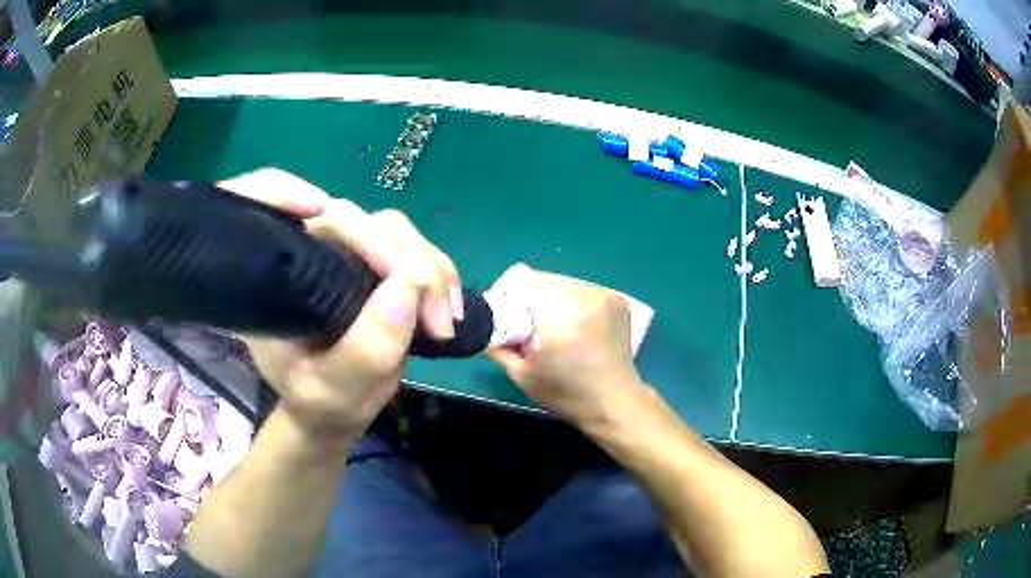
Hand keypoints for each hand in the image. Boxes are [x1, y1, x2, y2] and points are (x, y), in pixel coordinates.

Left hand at [219, 169, 462, 442]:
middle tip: (434, 322)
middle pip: (363, 221)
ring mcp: (351, 255)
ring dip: (434, 274)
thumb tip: (409, 284)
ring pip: (398, 233)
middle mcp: (315, 252)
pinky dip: (444, 279)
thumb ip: (365, 349)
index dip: (340, 222)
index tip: (385, 268)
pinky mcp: (382, 265)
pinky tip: (452, 315)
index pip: (297, 214)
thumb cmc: (321, 402)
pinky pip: (421, 251)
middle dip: (408, 263)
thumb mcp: (333, 390)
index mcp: (284, 274)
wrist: (337, 408)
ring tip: (445, 327)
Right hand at [486, 264, 644, 425]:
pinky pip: (579, 289)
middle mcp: (583, 294)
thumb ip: (497, 343)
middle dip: (526, 299)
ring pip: (559, 281)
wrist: (615, 403)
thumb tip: (486, 325)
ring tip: (553, 329)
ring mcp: (603, 293)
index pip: (519, 275)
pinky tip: (574, 327)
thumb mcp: (521, 373)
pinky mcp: (616, 298)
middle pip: (539, 277)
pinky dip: (569, 302)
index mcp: (559, 311)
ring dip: (548, 299)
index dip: (504, 293)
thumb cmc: (566, 393)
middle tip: (528, 329)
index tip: (505, 318)